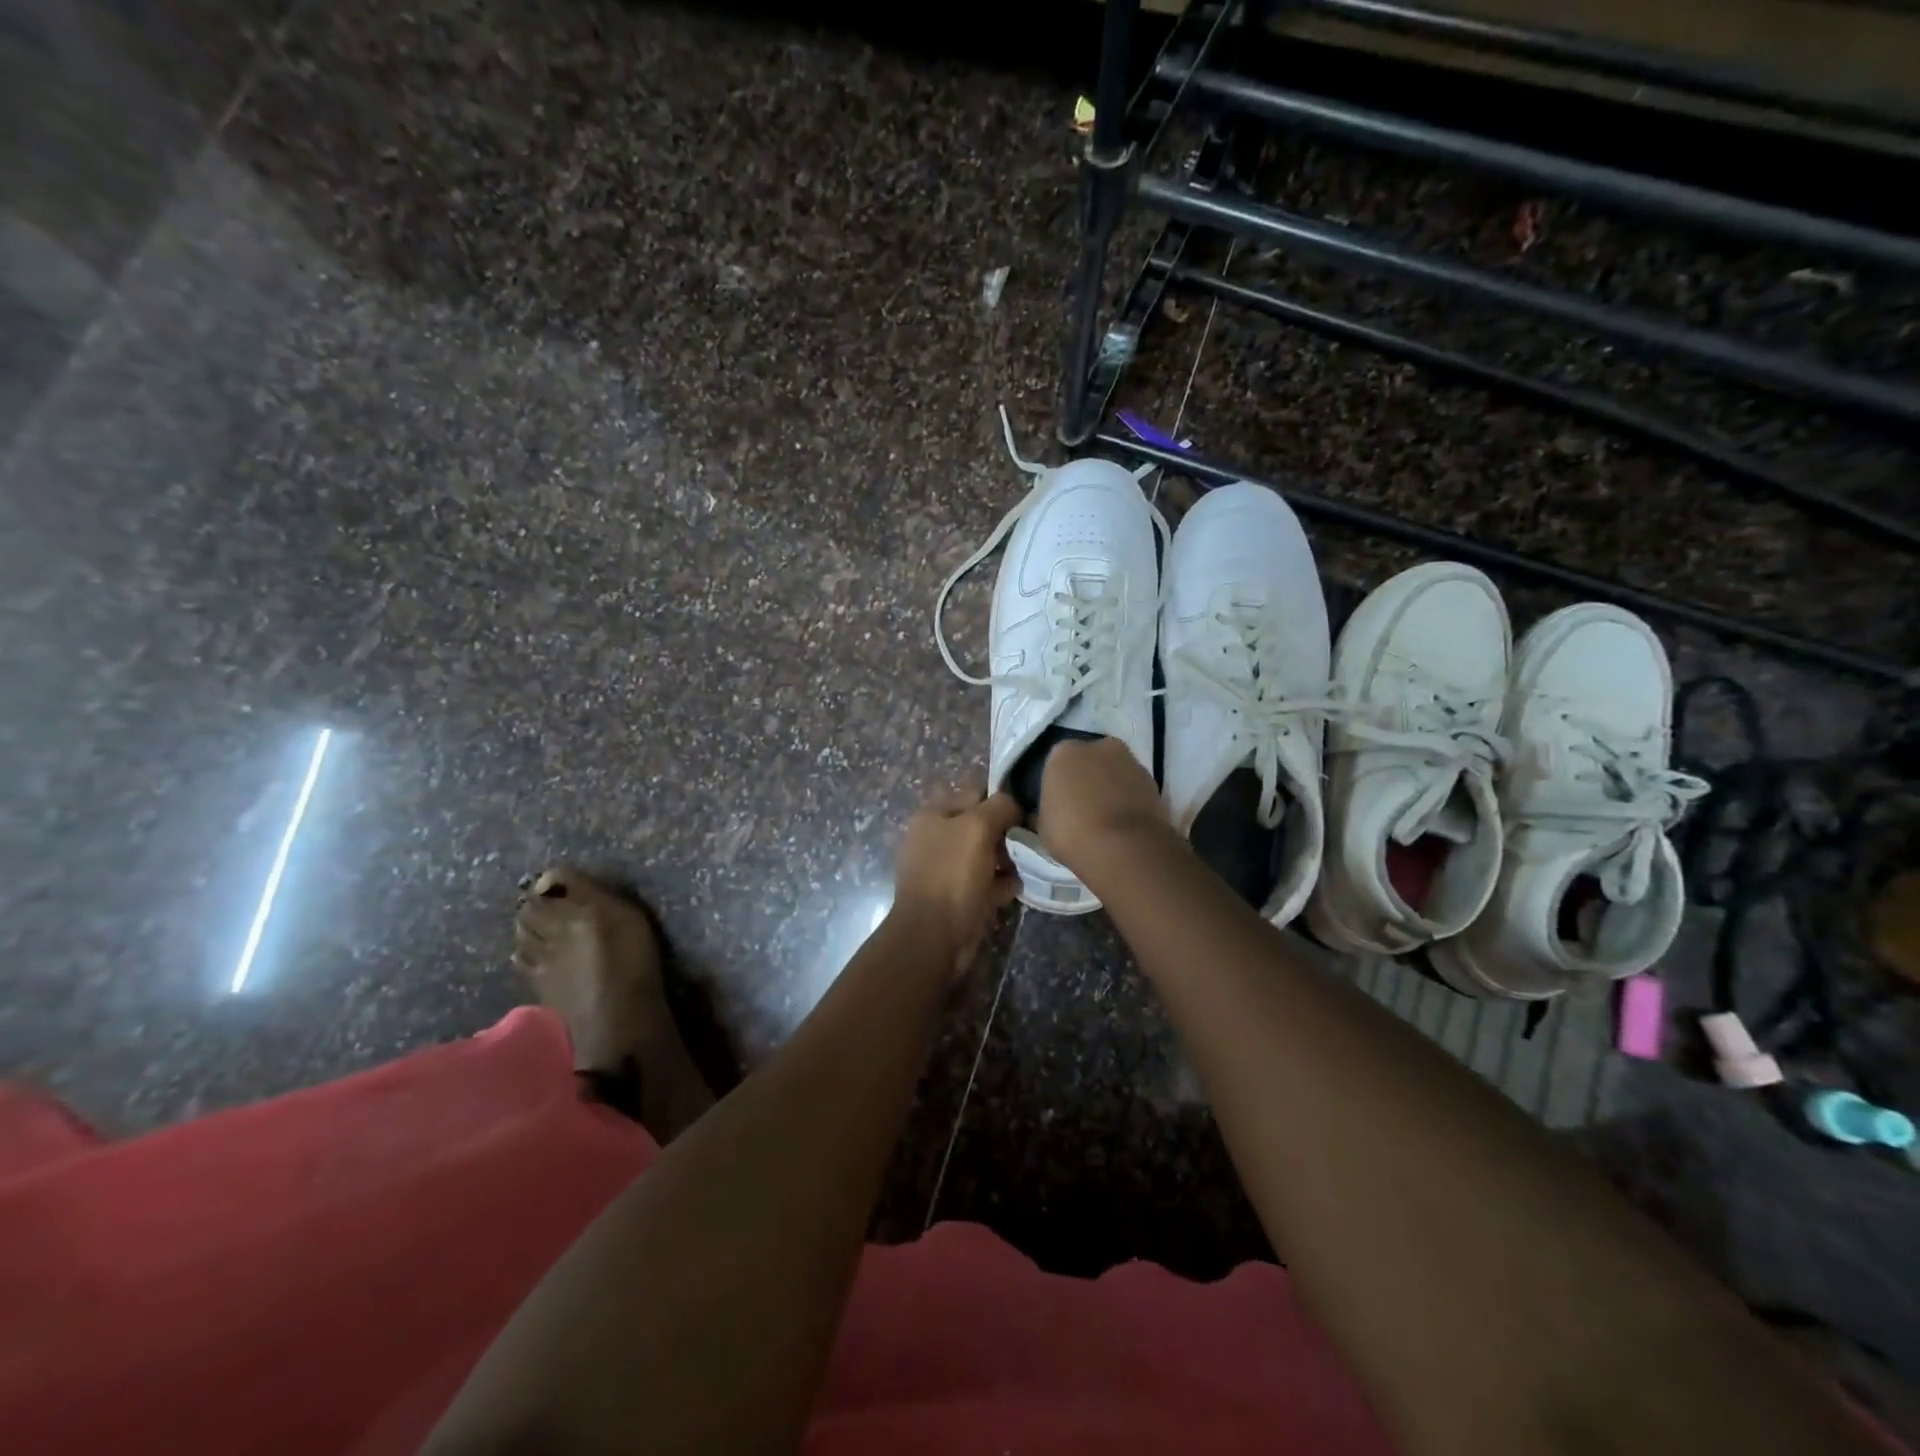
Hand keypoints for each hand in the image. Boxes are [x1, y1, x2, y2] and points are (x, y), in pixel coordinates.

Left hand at [891, 781, 1021, 977]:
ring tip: (1031, 861)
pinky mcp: (957, 897)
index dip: (1002, 798)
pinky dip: (1002, 883)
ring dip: (1008, 858)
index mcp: (933, 815)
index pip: (974, 793)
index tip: (1030, 808)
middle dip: (1007, 831)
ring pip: (985, 855)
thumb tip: (1015, 804)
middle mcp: (936, 839)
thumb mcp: (977, 827)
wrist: (933, 936)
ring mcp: (945, 870)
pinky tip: (1019, 885)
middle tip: (1034, 837)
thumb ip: (1000, 806)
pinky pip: (985, 882)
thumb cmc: (952, 874)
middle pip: (981, 825)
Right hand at [1037, 736, 1169, 874]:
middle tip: (1082, 808)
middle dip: (1086, 779)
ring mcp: (1130, 760)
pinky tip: (1123, 824)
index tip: (1058, 804)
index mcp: (1063, 752)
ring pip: (1114, 772)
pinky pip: (1133, 788)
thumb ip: (1044, 811)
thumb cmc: (1071, 832)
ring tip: (1105, 819)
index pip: (1056, 763)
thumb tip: (1041, 814)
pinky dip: (1129, 800)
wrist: (1123, 847)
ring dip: (1110, 788)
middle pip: (1089, 761)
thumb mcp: (1042, 825)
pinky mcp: (1153, 780)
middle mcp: (1098, 746)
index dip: (1057, 784)